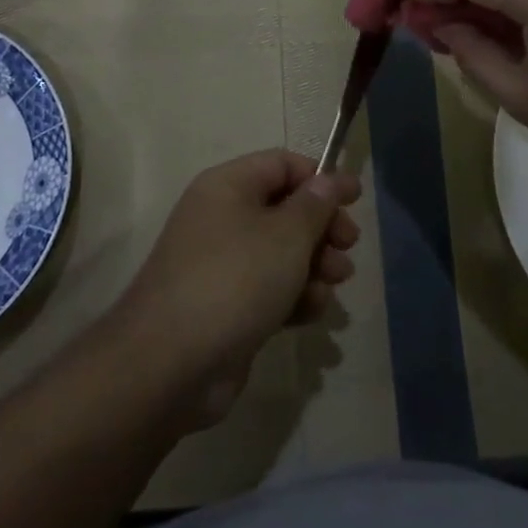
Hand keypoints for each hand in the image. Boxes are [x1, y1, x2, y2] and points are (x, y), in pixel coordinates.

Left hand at [116, 150, 359, 423]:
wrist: (171, 364)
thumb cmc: (235, 280)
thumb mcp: (286, 235)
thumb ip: (314, 204)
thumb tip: (327, 180)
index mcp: (228, 186)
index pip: (282, 164)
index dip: (321, 178)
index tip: (355, 199)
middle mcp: (222, 217)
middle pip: (285, 209)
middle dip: (322, 227)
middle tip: (348, 247)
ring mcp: (222, 264)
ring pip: (281, 252)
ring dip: (314, 265)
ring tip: (334, 283)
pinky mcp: (227, 306)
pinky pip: (269, 288)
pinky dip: (294, 295)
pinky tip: (311, 312)